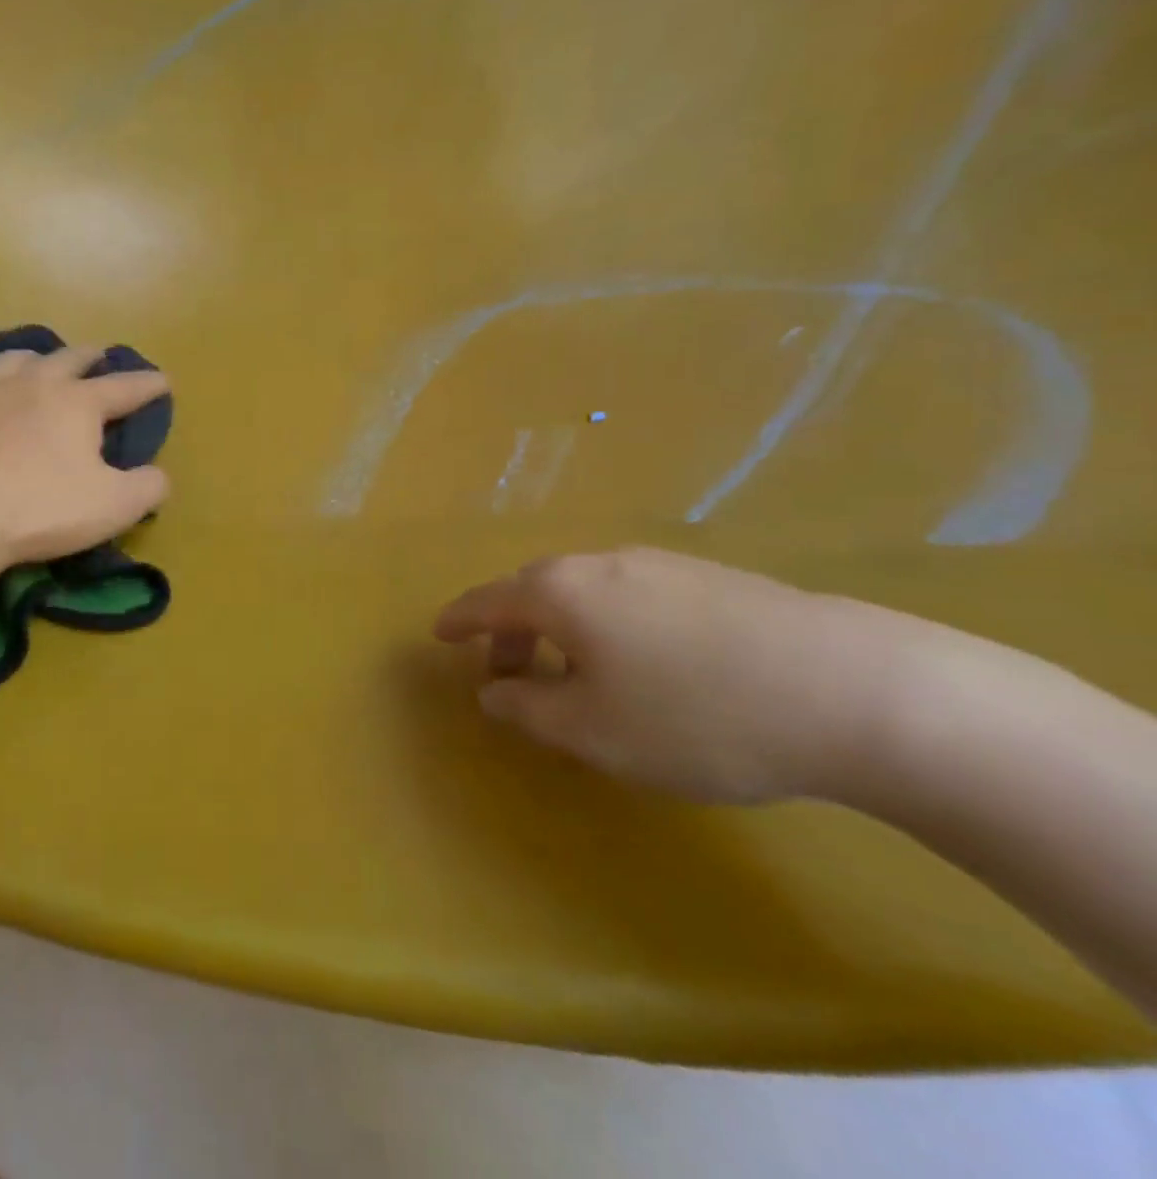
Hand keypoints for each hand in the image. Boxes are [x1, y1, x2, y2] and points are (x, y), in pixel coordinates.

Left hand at [0, 342, 169, 568]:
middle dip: (92, 357)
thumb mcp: (114, 506)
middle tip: (101, 358)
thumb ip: (148, 487)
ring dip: (40, 359)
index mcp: (79, 402)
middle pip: (70, 358)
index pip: (124, 387)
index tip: (163, 381)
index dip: (148, 385)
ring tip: (42, 365)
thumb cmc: (41, 508)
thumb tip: (158, 475)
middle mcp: (35, 382)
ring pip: (20, 358)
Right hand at [433, 546, 1015, 803]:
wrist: (857, 690)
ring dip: (563, 629)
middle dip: (510, 631)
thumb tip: (494, 691)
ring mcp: (660, 564)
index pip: (486, 601)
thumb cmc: (696, 716)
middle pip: (534, 591)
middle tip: (508, 676)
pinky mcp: (712, 577)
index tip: (438, 634)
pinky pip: (632, 596)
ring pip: (586, 592)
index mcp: (560, 592)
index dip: (458, 621)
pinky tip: (645, 665)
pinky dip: (611, 625)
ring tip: (577, 676)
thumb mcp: (592, 731)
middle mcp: (601, 563)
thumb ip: (527, 708)